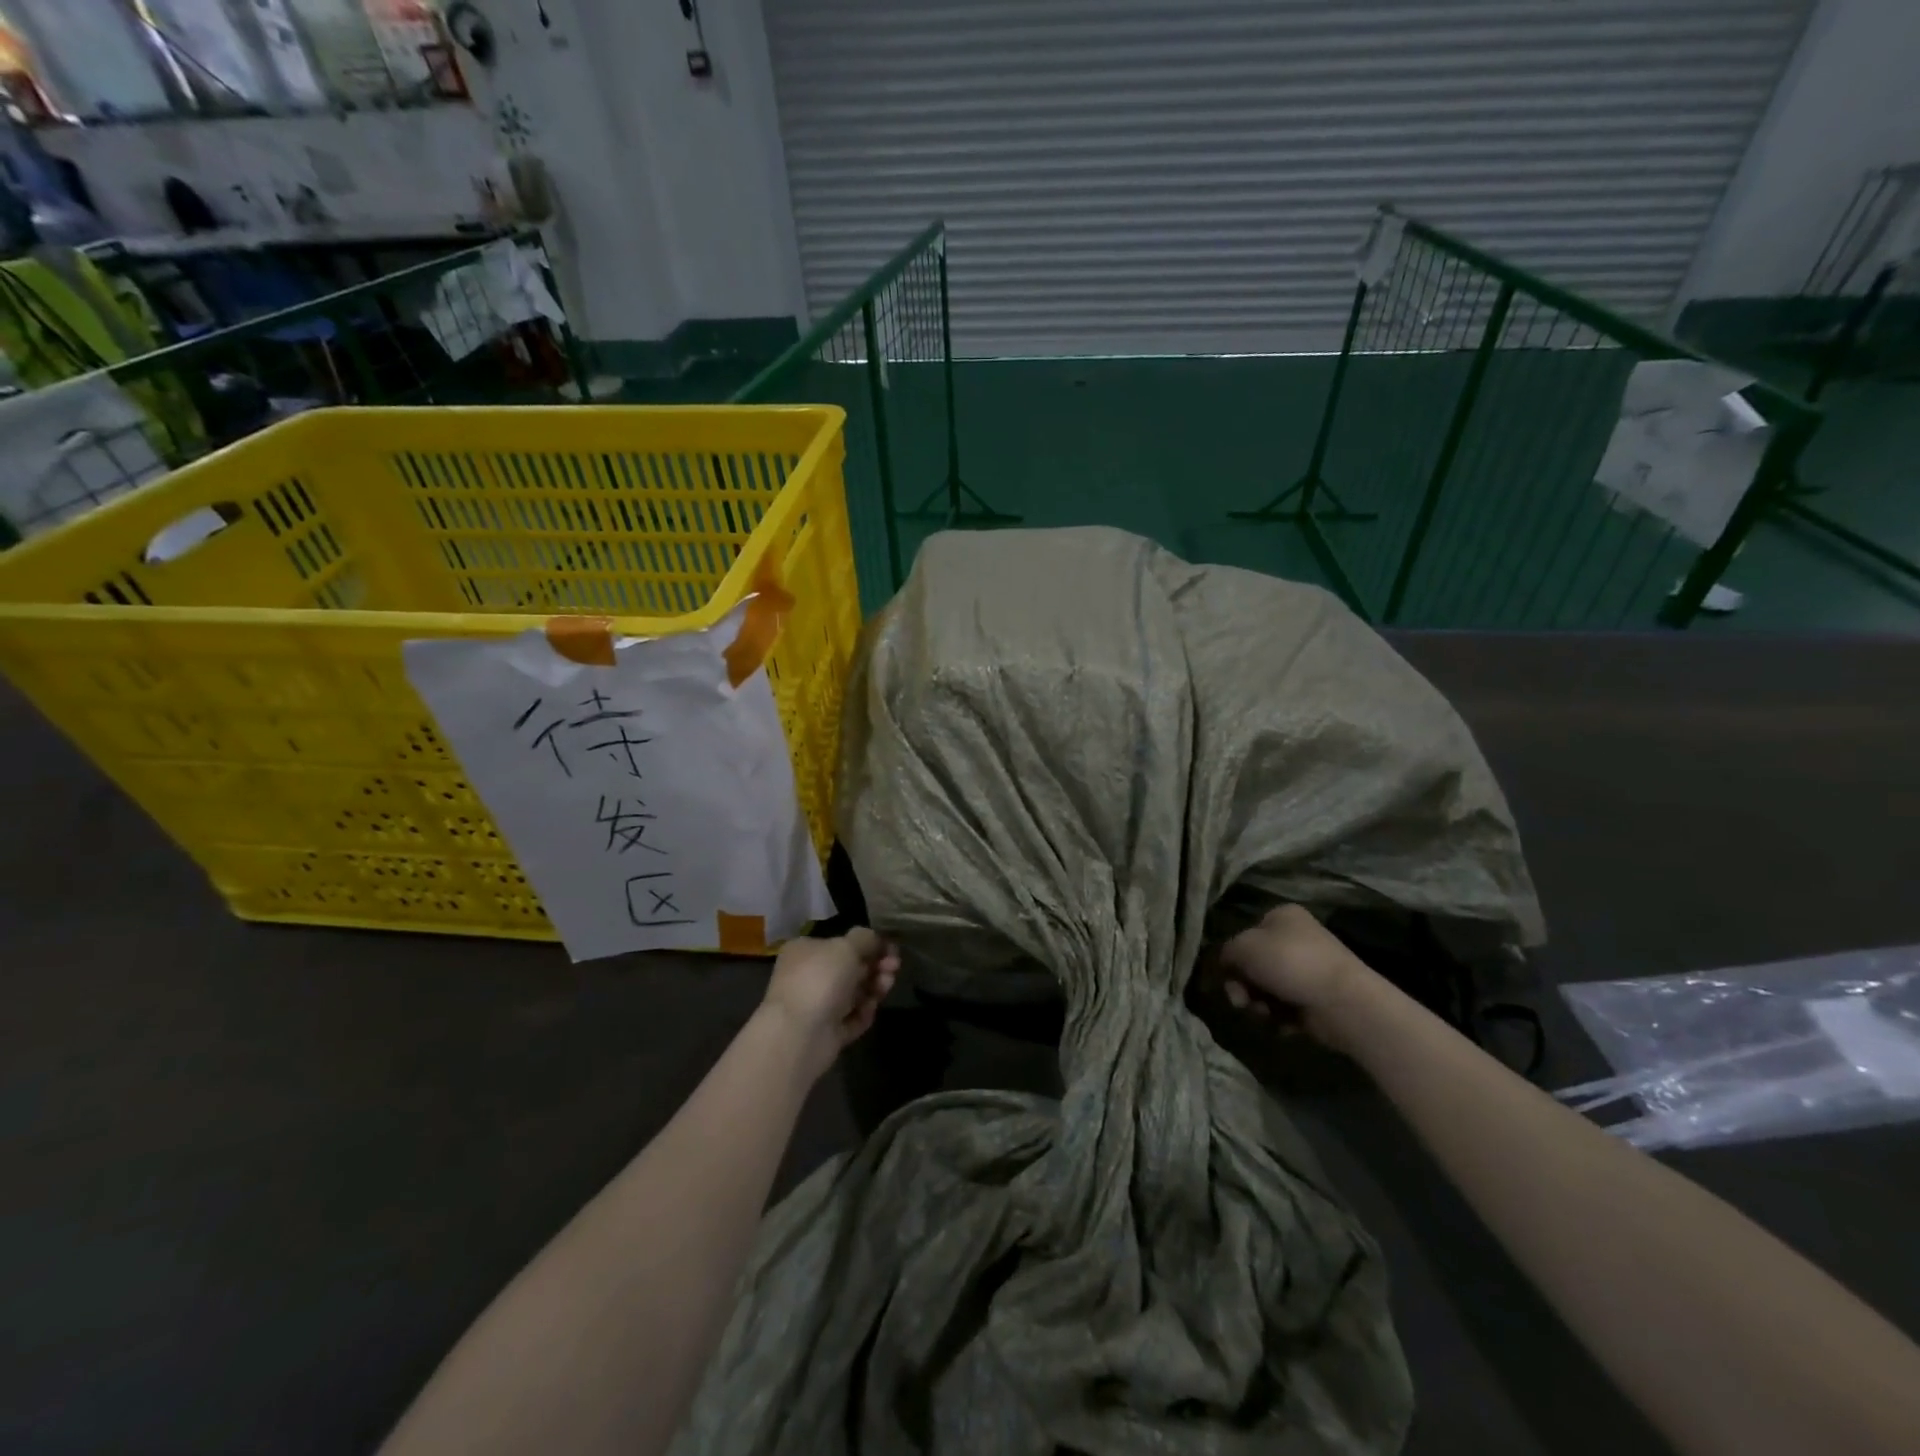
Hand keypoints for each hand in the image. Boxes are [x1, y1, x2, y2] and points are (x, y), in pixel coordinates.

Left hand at [760, 928, 900, 1079]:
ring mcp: (817, 1005)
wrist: (799, 1034)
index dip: (868, 944)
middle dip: (876, 966)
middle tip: (894, 967)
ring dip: (874, 987)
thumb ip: (865, 939)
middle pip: (850, 968)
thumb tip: (875, 939)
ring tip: (886, 986)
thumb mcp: (846, 947)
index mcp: (805, 951)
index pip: (841, 943)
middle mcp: (809, 976)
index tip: (891, 948)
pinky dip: (863, 1013)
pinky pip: (851, 1018)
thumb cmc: (820, 979)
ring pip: (854, 993)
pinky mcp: (826, 1032)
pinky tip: (870, 1009)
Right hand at [1216, 904, 1373, 1051]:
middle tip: (1240, 1001)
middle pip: (1254, 964)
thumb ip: (1226, 952)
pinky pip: (1286, 1008)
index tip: (1227, 976)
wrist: (1344, 1002)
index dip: (1233, 957)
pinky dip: (1280, 1017)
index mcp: (1282, 917)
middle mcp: (1296, 939)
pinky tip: (1283, 1023)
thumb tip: (1226, 964)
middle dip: (1243, 986)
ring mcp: (1308, 970)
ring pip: (1267, 988)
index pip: (1245, 934)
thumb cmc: (1290, 963)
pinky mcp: (1316, 999)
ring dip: (1258, 1004)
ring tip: (1265, 1014)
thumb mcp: (1244, 947)